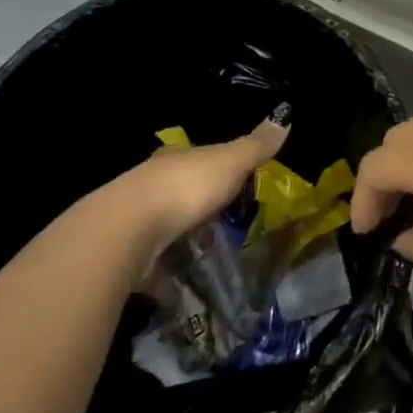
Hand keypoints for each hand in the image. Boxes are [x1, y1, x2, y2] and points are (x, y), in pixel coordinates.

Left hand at [100, 116, 288, 266]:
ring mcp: (138, 224)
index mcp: (176, 160)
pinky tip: (186, 294)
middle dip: (200, 209)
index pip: (197, 159)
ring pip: (167, 231)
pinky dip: (170, 282)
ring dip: (184, 243)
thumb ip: (255, 146)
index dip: (215, 169)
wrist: (129, 231)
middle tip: (226, 227)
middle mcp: (153, 186)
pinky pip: (156, 271)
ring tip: (211, 261)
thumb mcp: (229, 162)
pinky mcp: (131, 259)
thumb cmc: (185, 187)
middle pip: (181, 194)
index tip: (233, 185)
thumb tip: (283, 118)